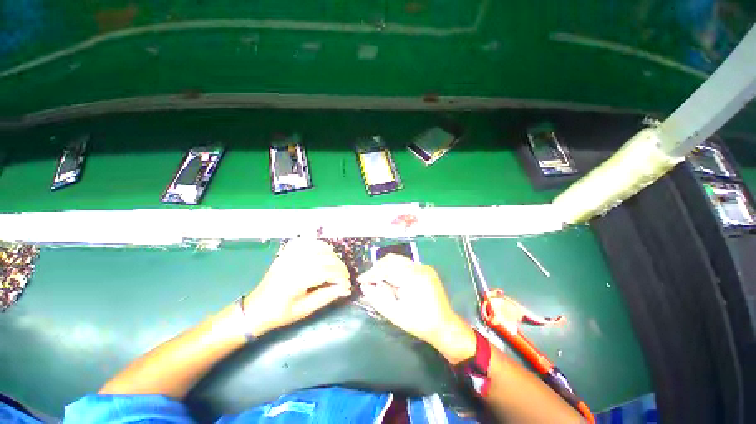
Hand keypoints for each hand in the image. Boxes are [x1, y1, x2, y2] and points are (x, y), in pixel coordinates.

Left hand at [243, 239, 351, 336]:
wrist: (256, 309)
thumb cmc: (279, 313)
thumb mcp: (304, 310)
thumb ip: (326, 297)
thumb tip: (344, 289)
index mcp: (295, 280)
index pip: (326, 271)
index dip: (340, 277)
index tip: (347, 285)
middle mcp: (293, 264)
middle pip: (325, 258)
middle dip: (339, 267)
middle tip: (345, 277)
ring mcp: (289, 256)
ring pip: (318, 247)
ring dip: (332, 255)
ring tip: (336, 267)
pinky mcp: (286, 253)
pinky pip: (306, 242)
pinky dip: (319, 245)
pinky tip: (324, 253)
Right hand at [358, 254, 474, 363]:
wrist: (444, 326)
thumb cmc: (418, 322)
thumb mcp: (394, 313)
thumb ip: (377, 298)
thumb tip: (365, 286)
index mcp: (411, 277)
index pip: (386, 268)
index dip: (372, 273)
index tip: (361, 280)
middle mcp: (419, 267)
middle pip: (392, 259)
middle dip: (378, 267)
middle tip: (370, 279)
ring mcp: (424, 267)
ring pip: (399, 260)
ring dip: (387, 267)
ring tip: (379, 280)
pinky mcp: (426, 270)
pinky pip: (406, 264)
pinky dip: (396, 269)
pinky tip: (393, 280)